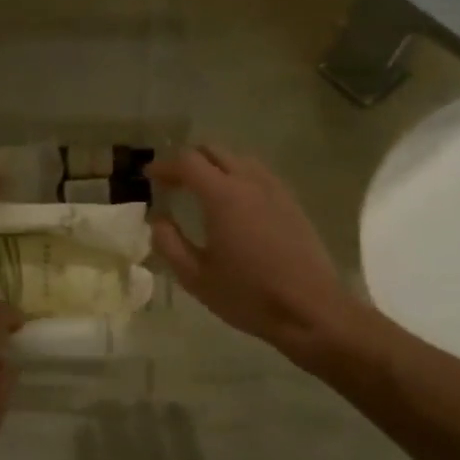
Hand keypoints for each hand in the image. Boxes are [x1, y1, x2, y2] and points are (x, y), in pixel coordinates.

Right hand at [148, 145, 359, 356]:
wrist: (310, 309)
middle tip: (172, 182)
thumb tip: (158, 220)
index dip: (164, 165)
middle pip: (214, 150)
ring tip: (201, 190)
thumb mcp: (196, 277)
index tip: (149, 177)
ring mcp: (275, 190)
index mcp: (223, 196)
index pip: (187, 162)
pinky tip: (234, 204)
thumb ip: (169, 244)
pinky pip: (259, 175)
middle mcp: (250, 182)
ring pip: (239, 159)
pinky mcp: (292, 203)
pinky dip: (238, 177)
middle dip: (188, 160)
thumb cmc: (248, 295)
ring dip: (215, 165)